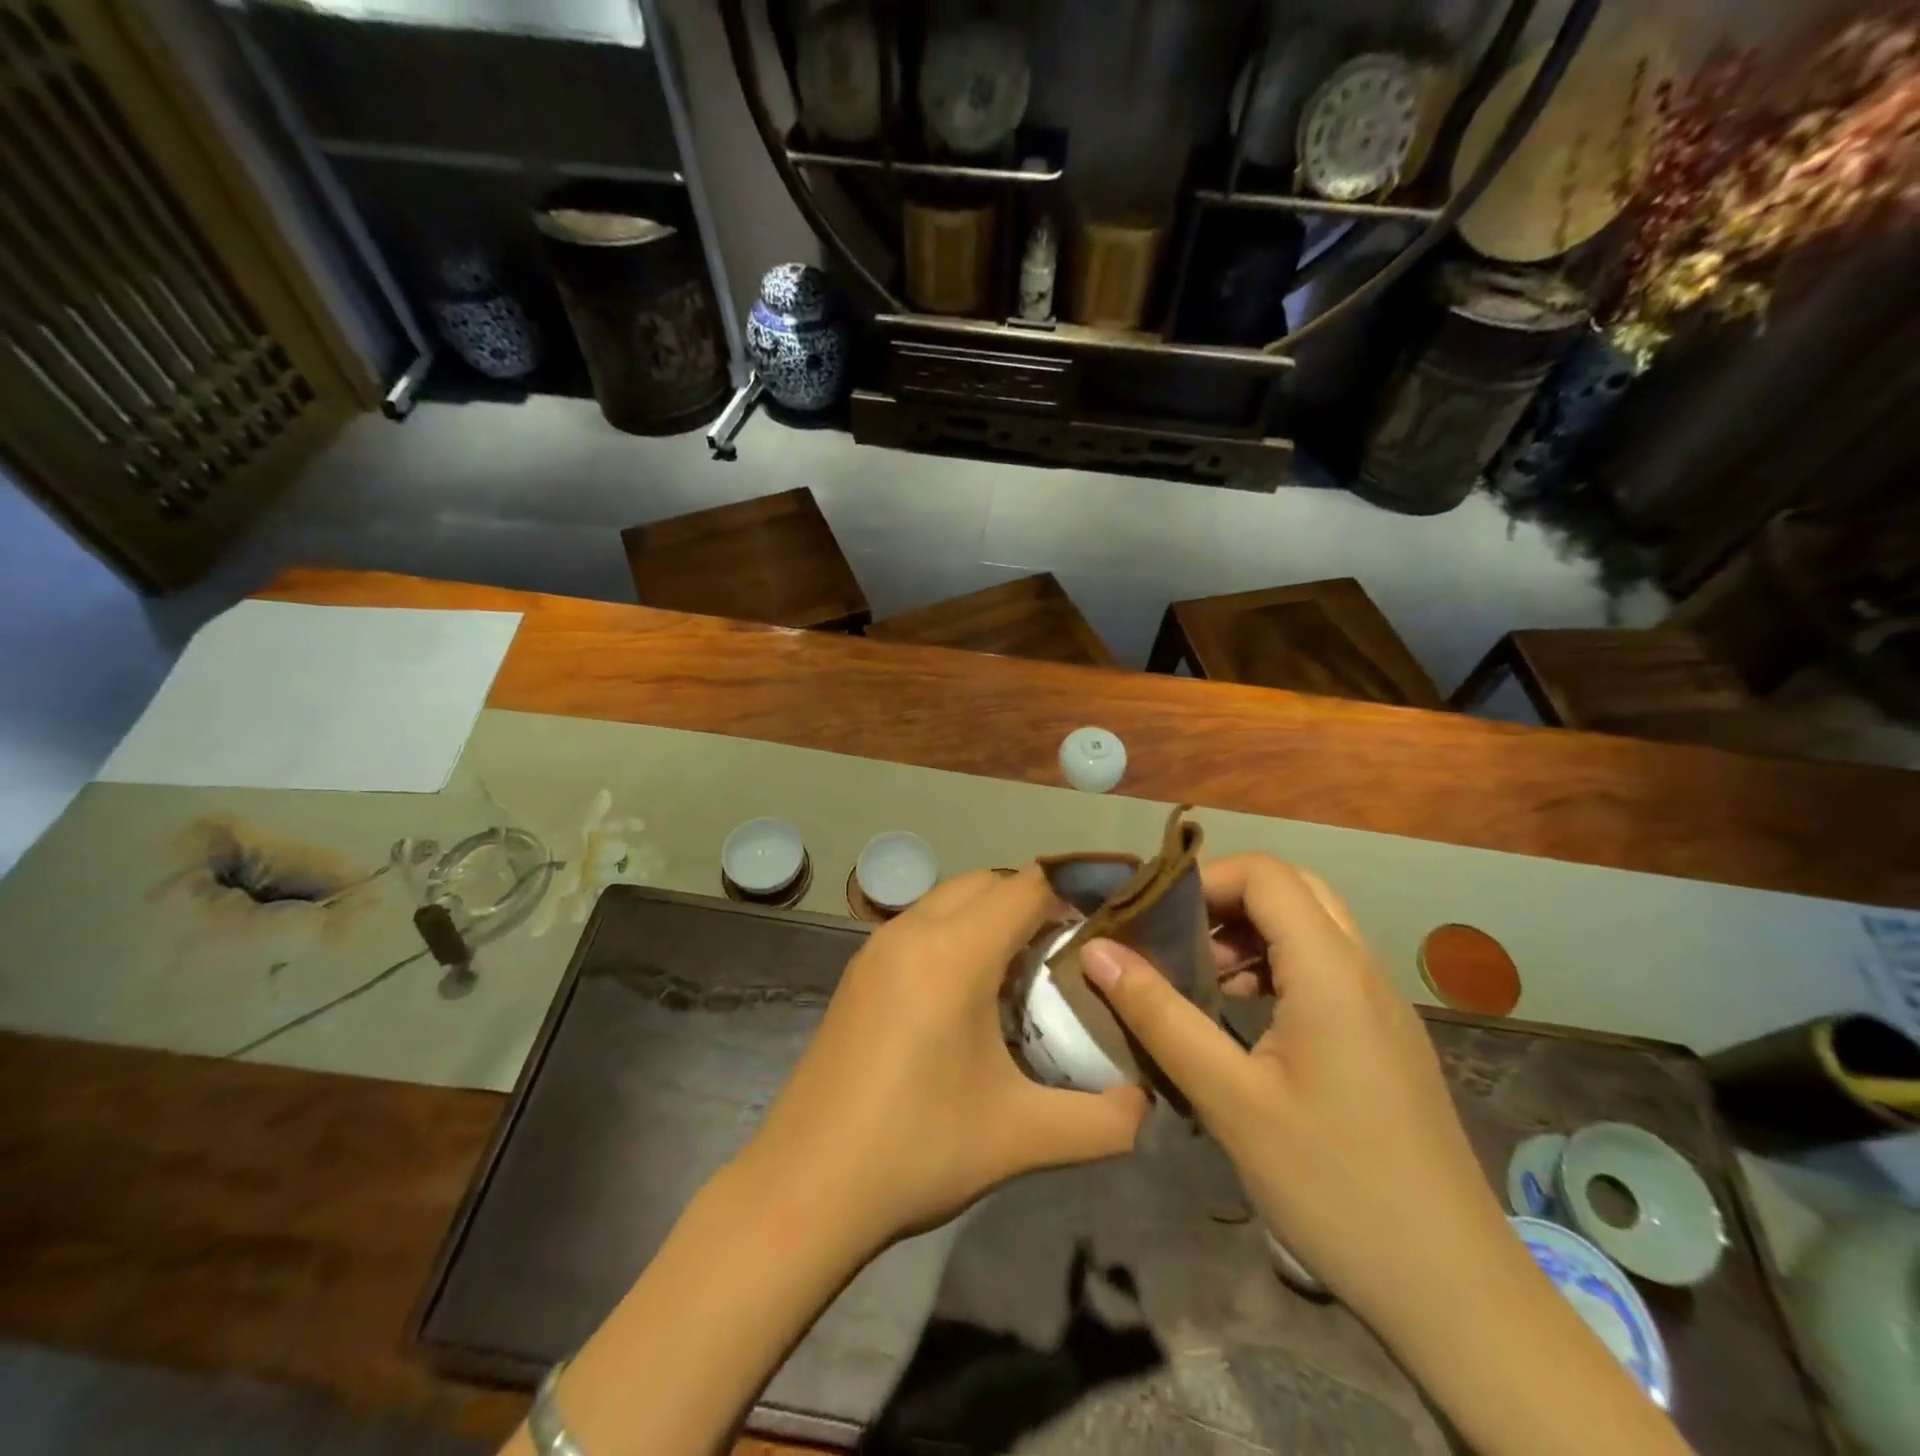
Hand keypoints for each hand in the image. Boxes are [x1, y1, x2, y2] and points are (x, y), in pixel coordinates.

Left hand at [747, 866, 1149, 1247]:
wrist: (804, 1187)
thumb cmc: (917, 1149)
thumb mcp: (1022, 1137)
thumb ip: (1103, 1121)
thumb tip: (1146, 1106)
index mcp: (953, 953)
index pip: (1026, 886)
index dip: (1071, 898)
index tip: (1102, 935)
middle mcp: (912, 931)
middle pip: (986, 882)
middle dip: (1031, 904)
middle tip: (1064, 958)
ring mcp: (877, 947)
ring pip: (949, 899)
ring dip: (989, 917)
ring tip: (1019, 976)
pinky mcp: (858, 972)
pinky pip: (920, 924)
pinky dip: (955, 934)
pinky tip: (965, 998)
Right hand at [1079, 854, 1511, 1330]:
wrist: (1456, 1293)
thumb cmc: (1335, 1186)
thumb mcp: (1230, 1100)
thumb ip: (1160, 1015)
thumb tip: (1097, 950)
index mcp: (1330, 970)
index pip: (1265, 874)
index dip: (1202, 879)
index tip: (1150, 916)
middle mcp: (1362, 969)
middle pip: (1291, 890)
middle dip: (1224, 900)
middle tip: (1173, 940)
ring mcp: (1381, 1004)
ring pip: (1311, 927)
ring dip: (1249, 932)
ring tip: (1200, 976)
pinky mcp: (1384, 1037)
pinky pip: (1325, 968)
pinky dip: (1276, 966)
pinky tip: (1242, 1015)